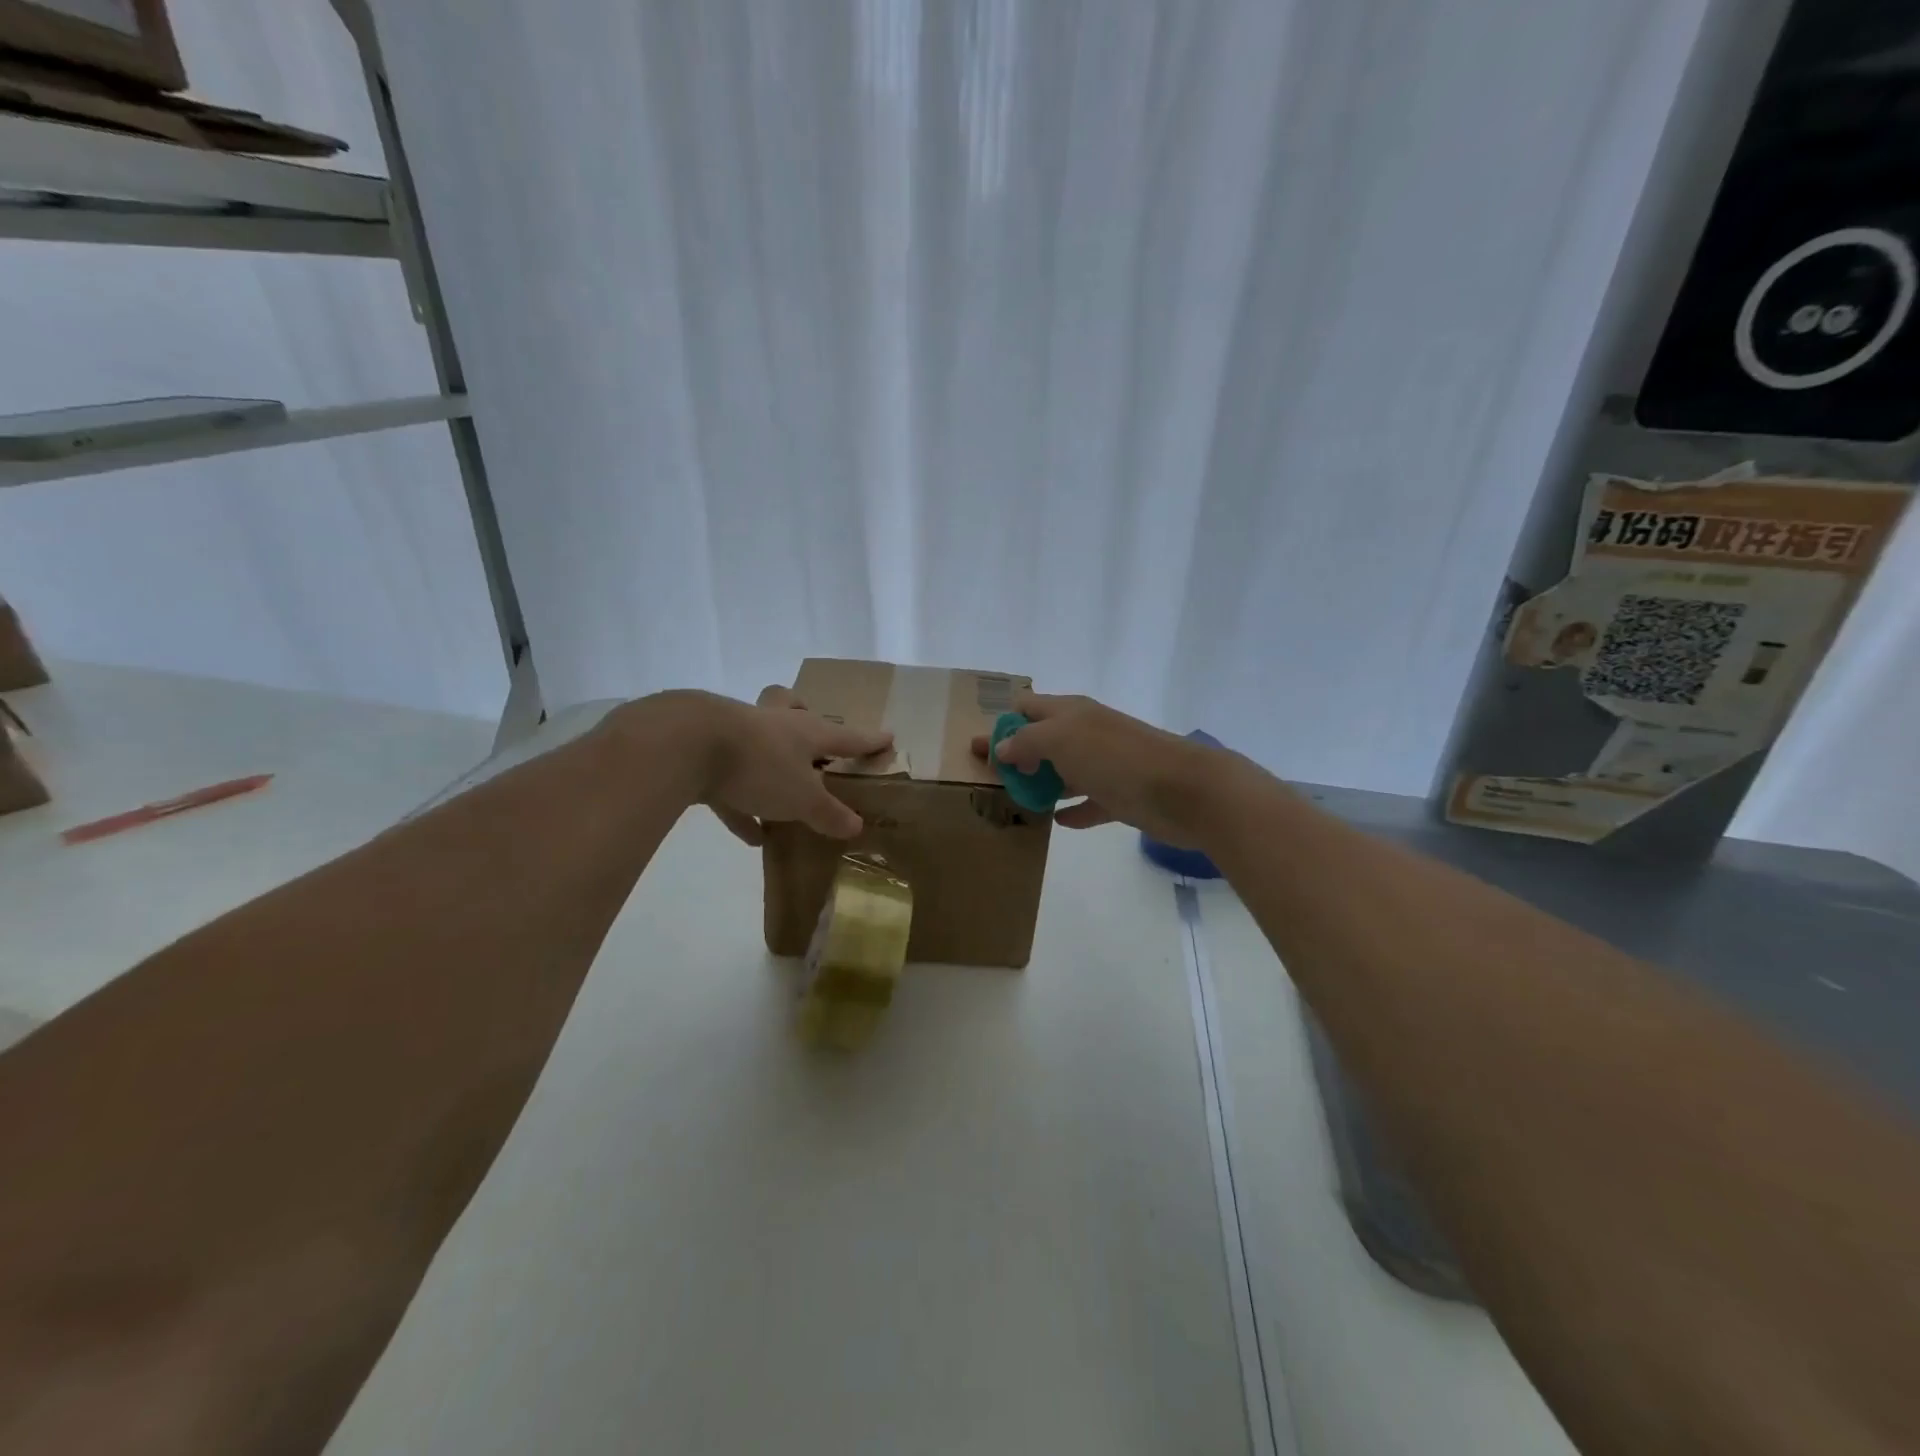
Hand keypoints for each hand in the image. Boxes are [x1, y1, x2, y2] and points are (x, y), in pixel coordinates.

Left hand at [698, 685, 889, 844]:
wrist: (685, 745)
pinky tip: (751, 834)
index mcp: (806, 731)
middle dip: (802, 714)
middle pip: (790, 706)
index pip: (846, 735)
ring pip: (757, 738)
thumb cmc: (760, 765)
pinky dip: (742, 805)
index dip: (868, 740)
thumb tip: (856, 826)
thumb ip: (828, 813)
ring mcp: (736, 734)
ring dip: (770, 761)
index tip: (887, 738)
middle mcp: (774, 724)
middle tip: (810, 733)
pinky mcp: (704, 753)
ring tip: (782, 792)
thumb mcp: (802, 798)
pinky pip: (729, 781)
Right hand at [972, 692, 1228, 847]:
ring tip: (1015, 802)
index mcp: (1071, 712)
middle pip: (1043, 740)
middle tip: (991, 781)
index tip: (975, 749)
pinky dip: (1073, 810)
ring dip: (1042, 784)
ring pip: (1065, 771)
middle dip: (1018, 756)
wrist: (1184, 790)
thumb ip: (1027, 741)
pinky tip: (1057, 821)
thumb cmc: (1116, 758)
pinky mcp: (1122, 796)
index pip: (1027, 707)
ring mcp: (1106, 765)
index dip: (1000, 724)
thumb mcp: (1062, 739)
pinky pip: (1090, 802)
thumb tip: (1002, 747)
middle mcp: (1087, 733)